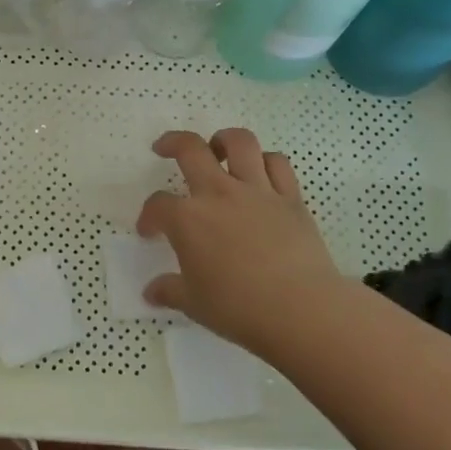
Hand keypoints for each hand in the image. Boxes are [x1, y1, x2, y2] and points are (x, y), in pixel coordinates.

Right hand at [136, 128, 343, 352]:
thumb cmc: (239, 308)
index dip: (148, 216)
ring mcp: (257, 191)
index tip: (149, 232)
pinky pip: (278, 164)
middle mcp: (219, 194)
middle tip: (165, 148)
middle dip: (172, 143)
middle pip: (191, 150)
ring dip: (223, 140)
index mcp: (188, 219)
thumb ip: (170, 291)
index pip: (158, 205)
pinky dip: (266, 161)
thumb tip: (151, 292)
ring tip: (218, 148)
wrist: (301, 309)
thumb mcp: (194, 304)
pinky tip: (260, 171)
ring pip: (240, 143)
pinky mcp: (291, 199)